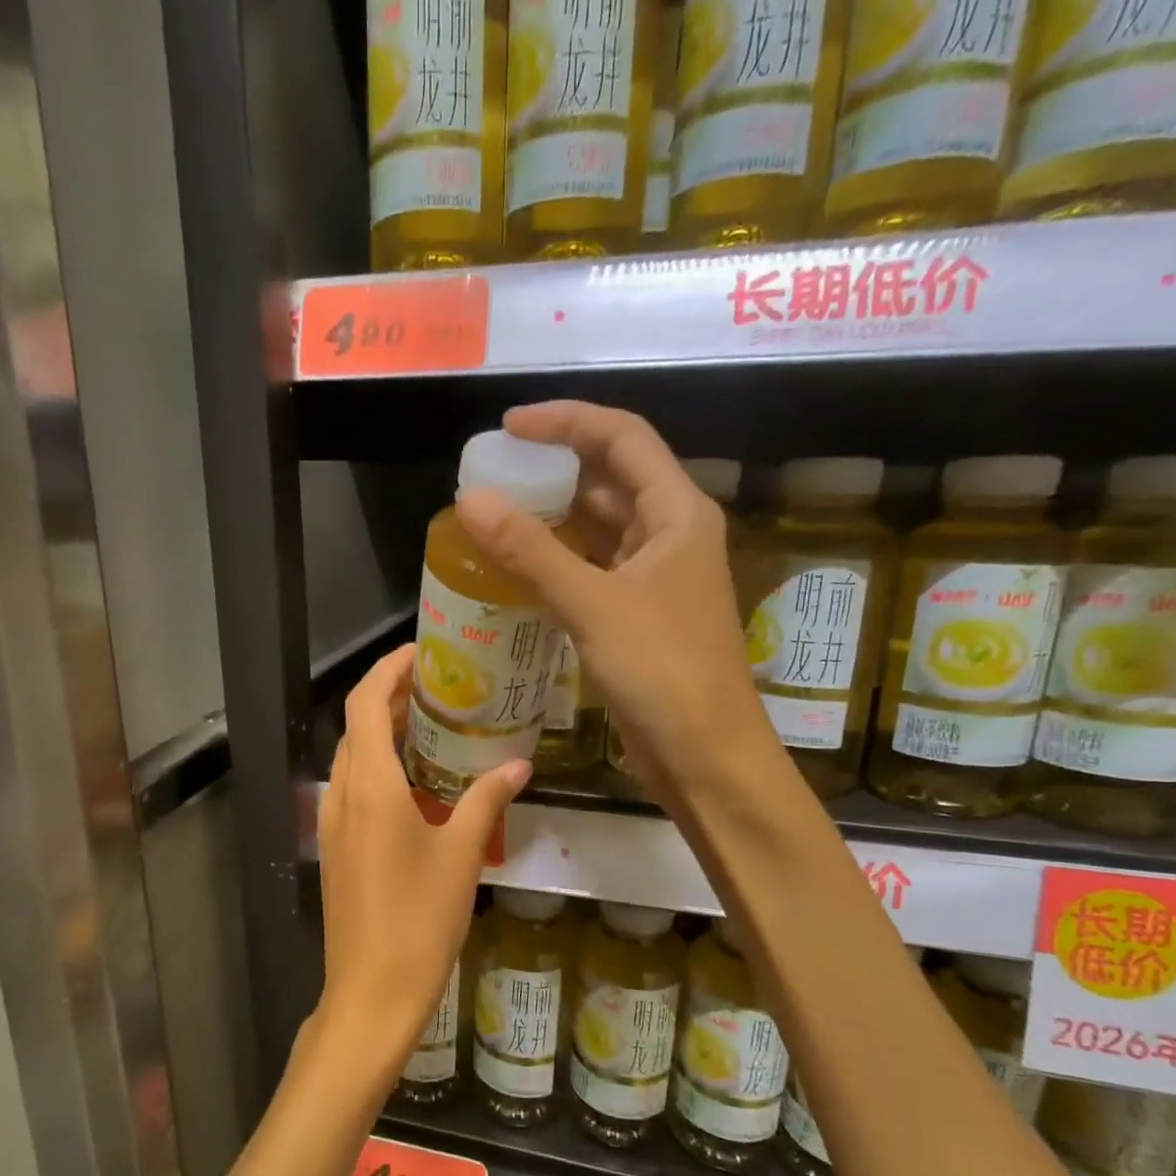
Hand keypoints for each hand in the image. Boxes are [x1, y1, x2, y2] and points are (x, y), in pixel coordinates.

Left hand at [316, 646, 529, 1072]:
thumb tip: (518, 765)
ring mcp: (333, 823)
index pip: (365, 703)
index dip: (388, 669)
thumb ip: (486, 801)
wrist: (371, 992)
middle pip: (357, 726)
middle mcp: (342, 794)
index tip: (423, 653)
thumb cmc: (419, 920)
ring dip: (385, 734)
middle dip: (392, 698)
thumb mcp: (462, 855)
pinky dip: (379, 768)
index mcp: (369, 785)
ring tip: (434, 728)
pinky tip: (417, 784)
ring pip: (353, 758)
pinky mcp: (336, 848)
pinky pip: (353, 789)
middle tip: (441, 688)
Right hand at [455, 401, 776, 809]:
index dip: (566, 421)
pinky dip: (557, 565)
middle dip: (553, 471)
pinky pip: (592, 572)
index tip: (509, 428)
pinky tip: (516, 570)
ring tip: (493, 517)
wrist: (705, 755)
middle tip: (492, 476)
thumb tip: (470, 500)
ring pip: (599, 530)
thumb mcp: (593, 603)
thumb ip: (530, 551)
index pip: (622, 437)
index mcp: (677, 512)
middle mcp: (670, 535)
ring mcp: (655, 578)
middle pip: (610, 480)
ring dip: (552, 521)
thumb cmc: (663, 670)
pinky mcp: (638, 616)